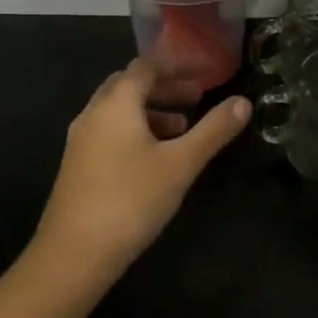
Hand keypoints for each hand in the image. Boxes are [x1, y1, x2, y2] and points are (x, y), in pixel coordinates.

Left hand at [33, 58, 253, 283]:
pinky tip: (154, 157)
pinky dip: (135, 129)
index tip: (206, 74)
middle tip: (196, 97)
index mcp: (116, 103)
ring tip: (182, 128)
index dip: (178, 66)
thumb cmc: (131, 200)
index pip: (146, 67)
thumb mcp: (180, 164)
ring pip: (118, 110)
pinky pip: (109, 131)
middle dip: (165, 87)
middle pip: (129, 85)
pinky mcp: (77, 163)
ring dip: (151, 110)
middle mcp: (93, 113)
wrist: (74, 252)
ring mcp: (80, 139)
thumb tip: (243, 102)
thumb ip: (213, 131)